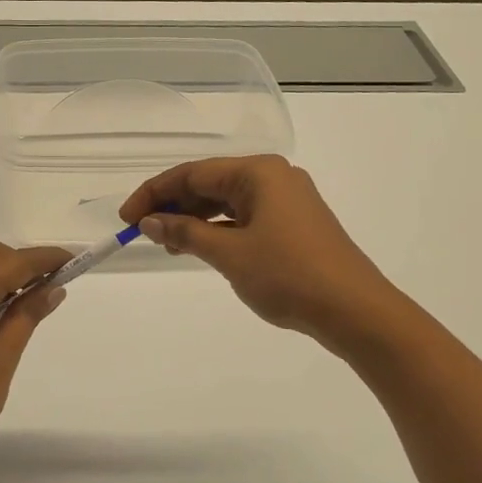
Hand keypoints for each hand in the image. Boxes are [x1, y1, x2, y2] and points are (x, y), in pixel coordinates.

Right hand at [120, 155, 401, 347]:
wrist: (355, 310)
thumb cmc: (289, 275)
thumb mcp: (229, 254)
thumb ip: (186, 232)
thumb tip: (150, 220)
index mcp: (259, 172)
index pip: (193, 173)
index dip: (155, 193)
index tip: (126, 218)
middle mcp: (274, 177)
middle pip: (210, 183)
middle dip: (174, 205)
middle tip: (144, 233)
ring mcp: (287, 201)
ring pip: (227, 202)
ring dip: (195, 219)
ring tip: (169, 244)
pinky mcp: (294, 224)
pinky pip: (245, 217)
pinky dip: (219, 230)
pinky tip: (202, 247)